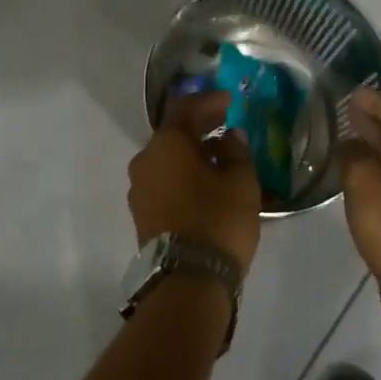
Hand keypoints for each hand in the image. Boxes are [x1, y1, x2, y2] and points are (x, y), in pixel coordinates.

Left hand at [127, 91, 262, 272]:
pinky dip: (183, 173)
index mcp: (167, 143)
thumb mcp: (241, 181)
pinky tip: (204, 180)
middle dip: (200, 126)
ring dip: (191, 152)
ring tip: (218, 154)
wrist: (187, 279)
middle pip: (174, 133)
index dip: (210, 101)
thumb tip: (230, 138)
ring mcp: (139, 188)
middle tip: (225, 121)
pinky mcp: (142, 213)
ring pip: (167, 159)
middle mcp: (145, 159)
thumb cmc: (218, 219)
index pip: (187, 109)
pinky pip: (164, 180)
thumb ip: (237, 152)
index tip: (230, 100)